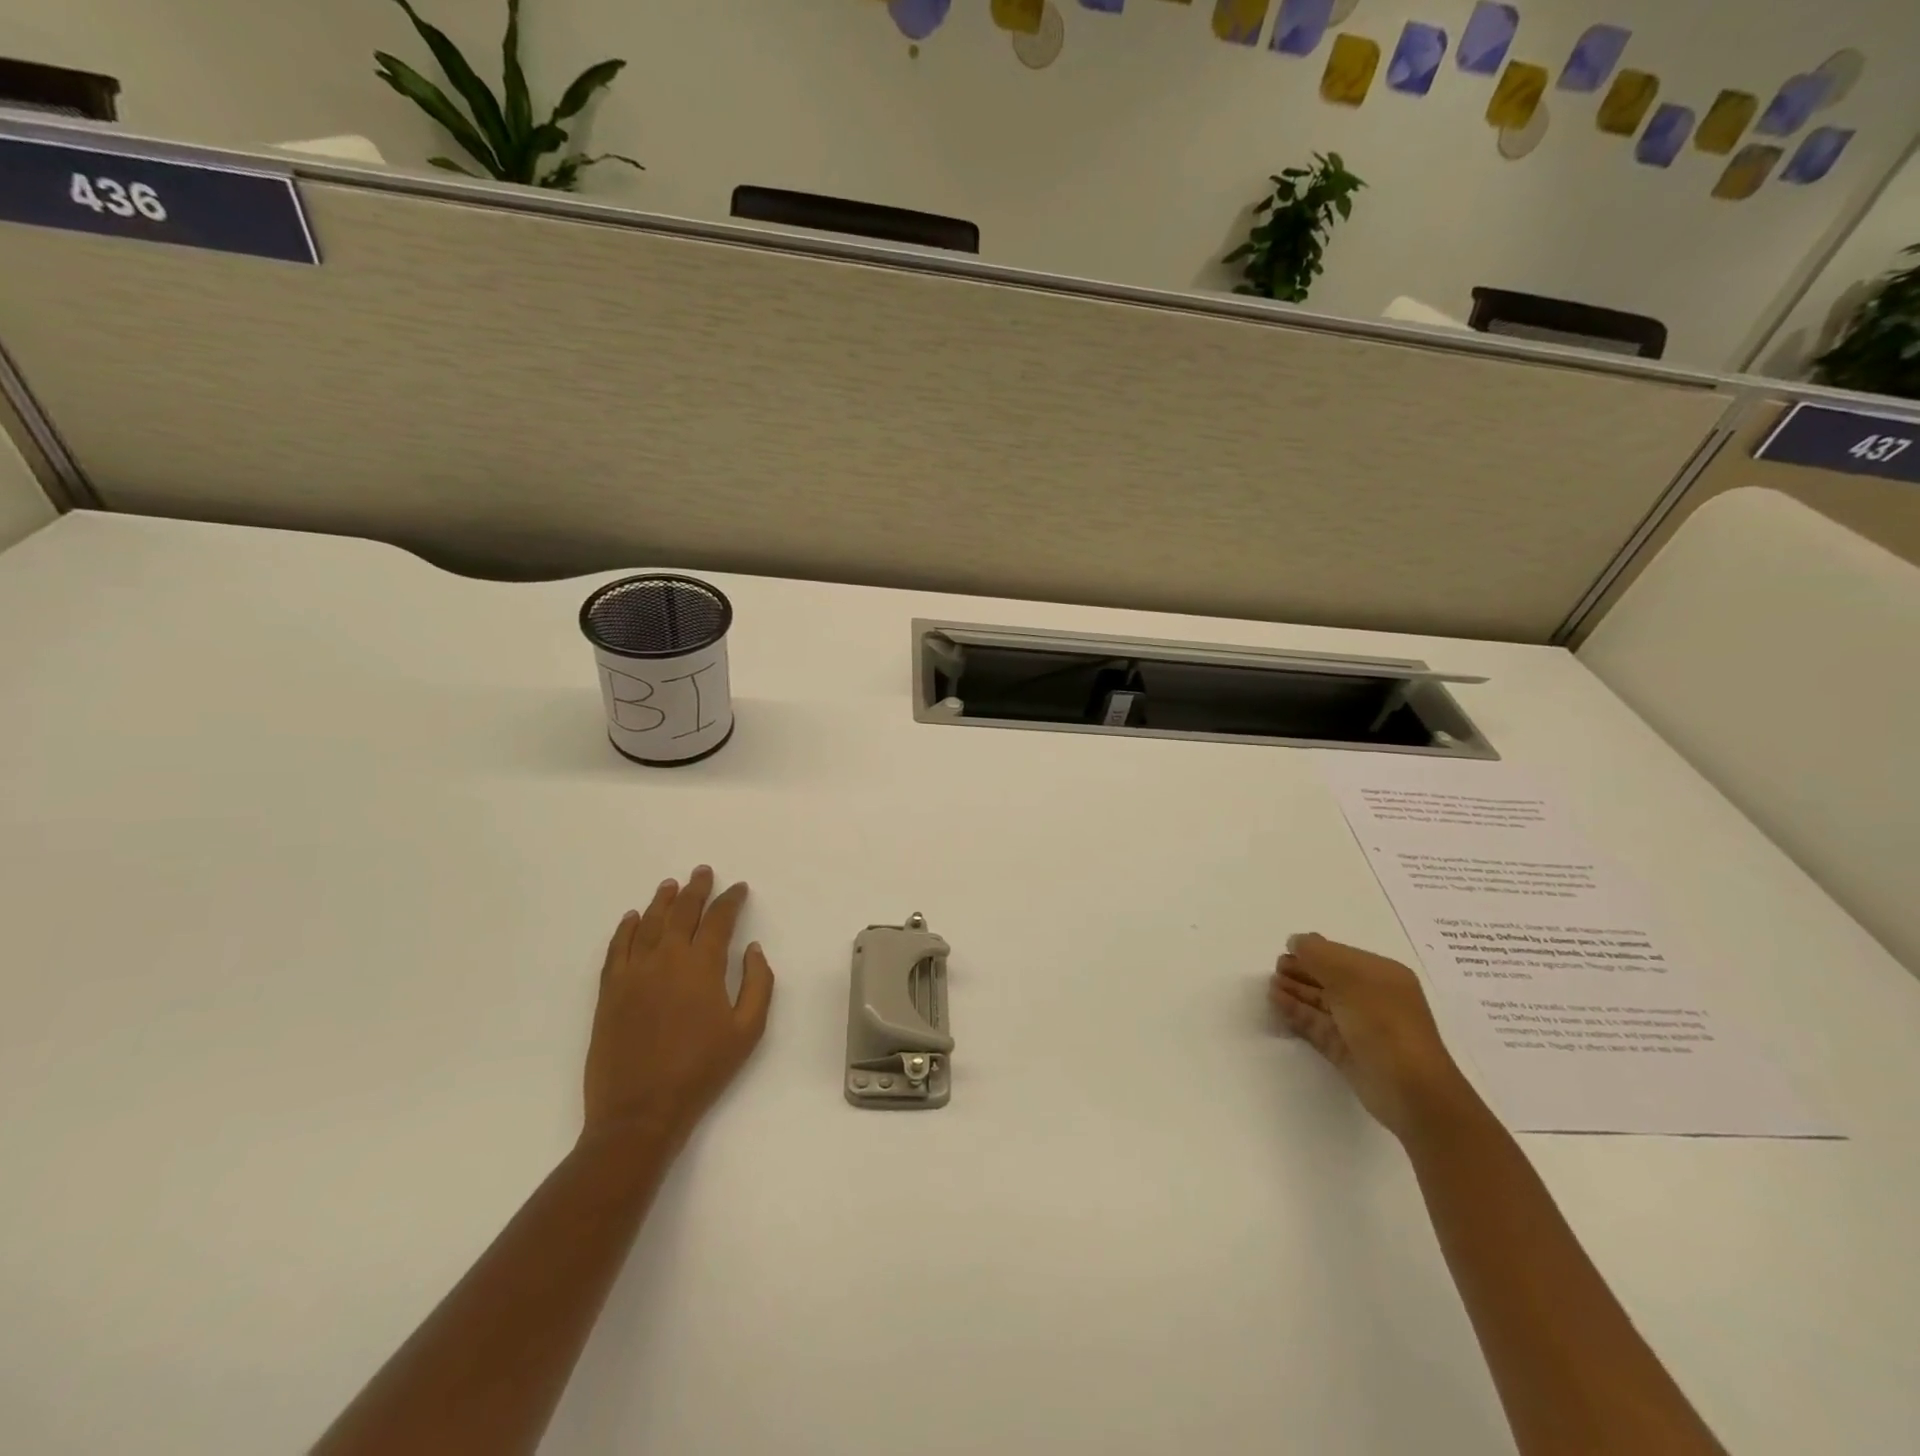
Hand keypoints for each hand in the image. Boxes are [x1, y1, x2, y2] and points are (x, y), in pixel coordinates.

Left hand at [583, 866, 774, 1149]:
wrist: (640, 1112)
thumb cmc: (701, 1071)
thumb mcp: (748, 1031)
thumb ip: (758, 984)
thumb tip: (753, 949)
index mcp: (702, 966)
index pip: (719, 920)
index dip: (730, 900)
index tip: (739, 889)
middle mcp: (666, 959)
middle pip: (682, 912)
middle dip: (696, 889)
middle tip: (702, 872)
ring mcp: (633, 973)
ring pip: (648, 924)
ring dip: (662, 901)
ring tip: (670, 884)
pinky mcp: (609, 992)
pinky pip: (617, 949)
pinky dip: (626, 928)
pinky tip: (632, 917)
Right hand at [1270, 933, 1475, 1140]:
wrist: (1410, 1090)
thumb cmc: (1383, 1022)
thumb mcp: (1349, 976)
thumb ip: (1317, 953)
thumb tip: (1296, 941)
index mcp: (1381, 975)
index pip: (1341, 955)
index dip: (1313, 952)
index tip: (1285, 950)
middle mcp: (1372, 998)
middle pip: (1330, 978)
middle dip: (1302, 971)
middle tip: (1275, 969)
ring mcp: (1360, 1026)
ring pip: (1321, 1003)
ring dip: (1296, 991)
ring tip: (1270, 986)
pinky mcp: (1347, 1050)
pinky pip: (1317, 1025)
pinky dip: (1297, 1013)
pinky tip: (1277, 1003)